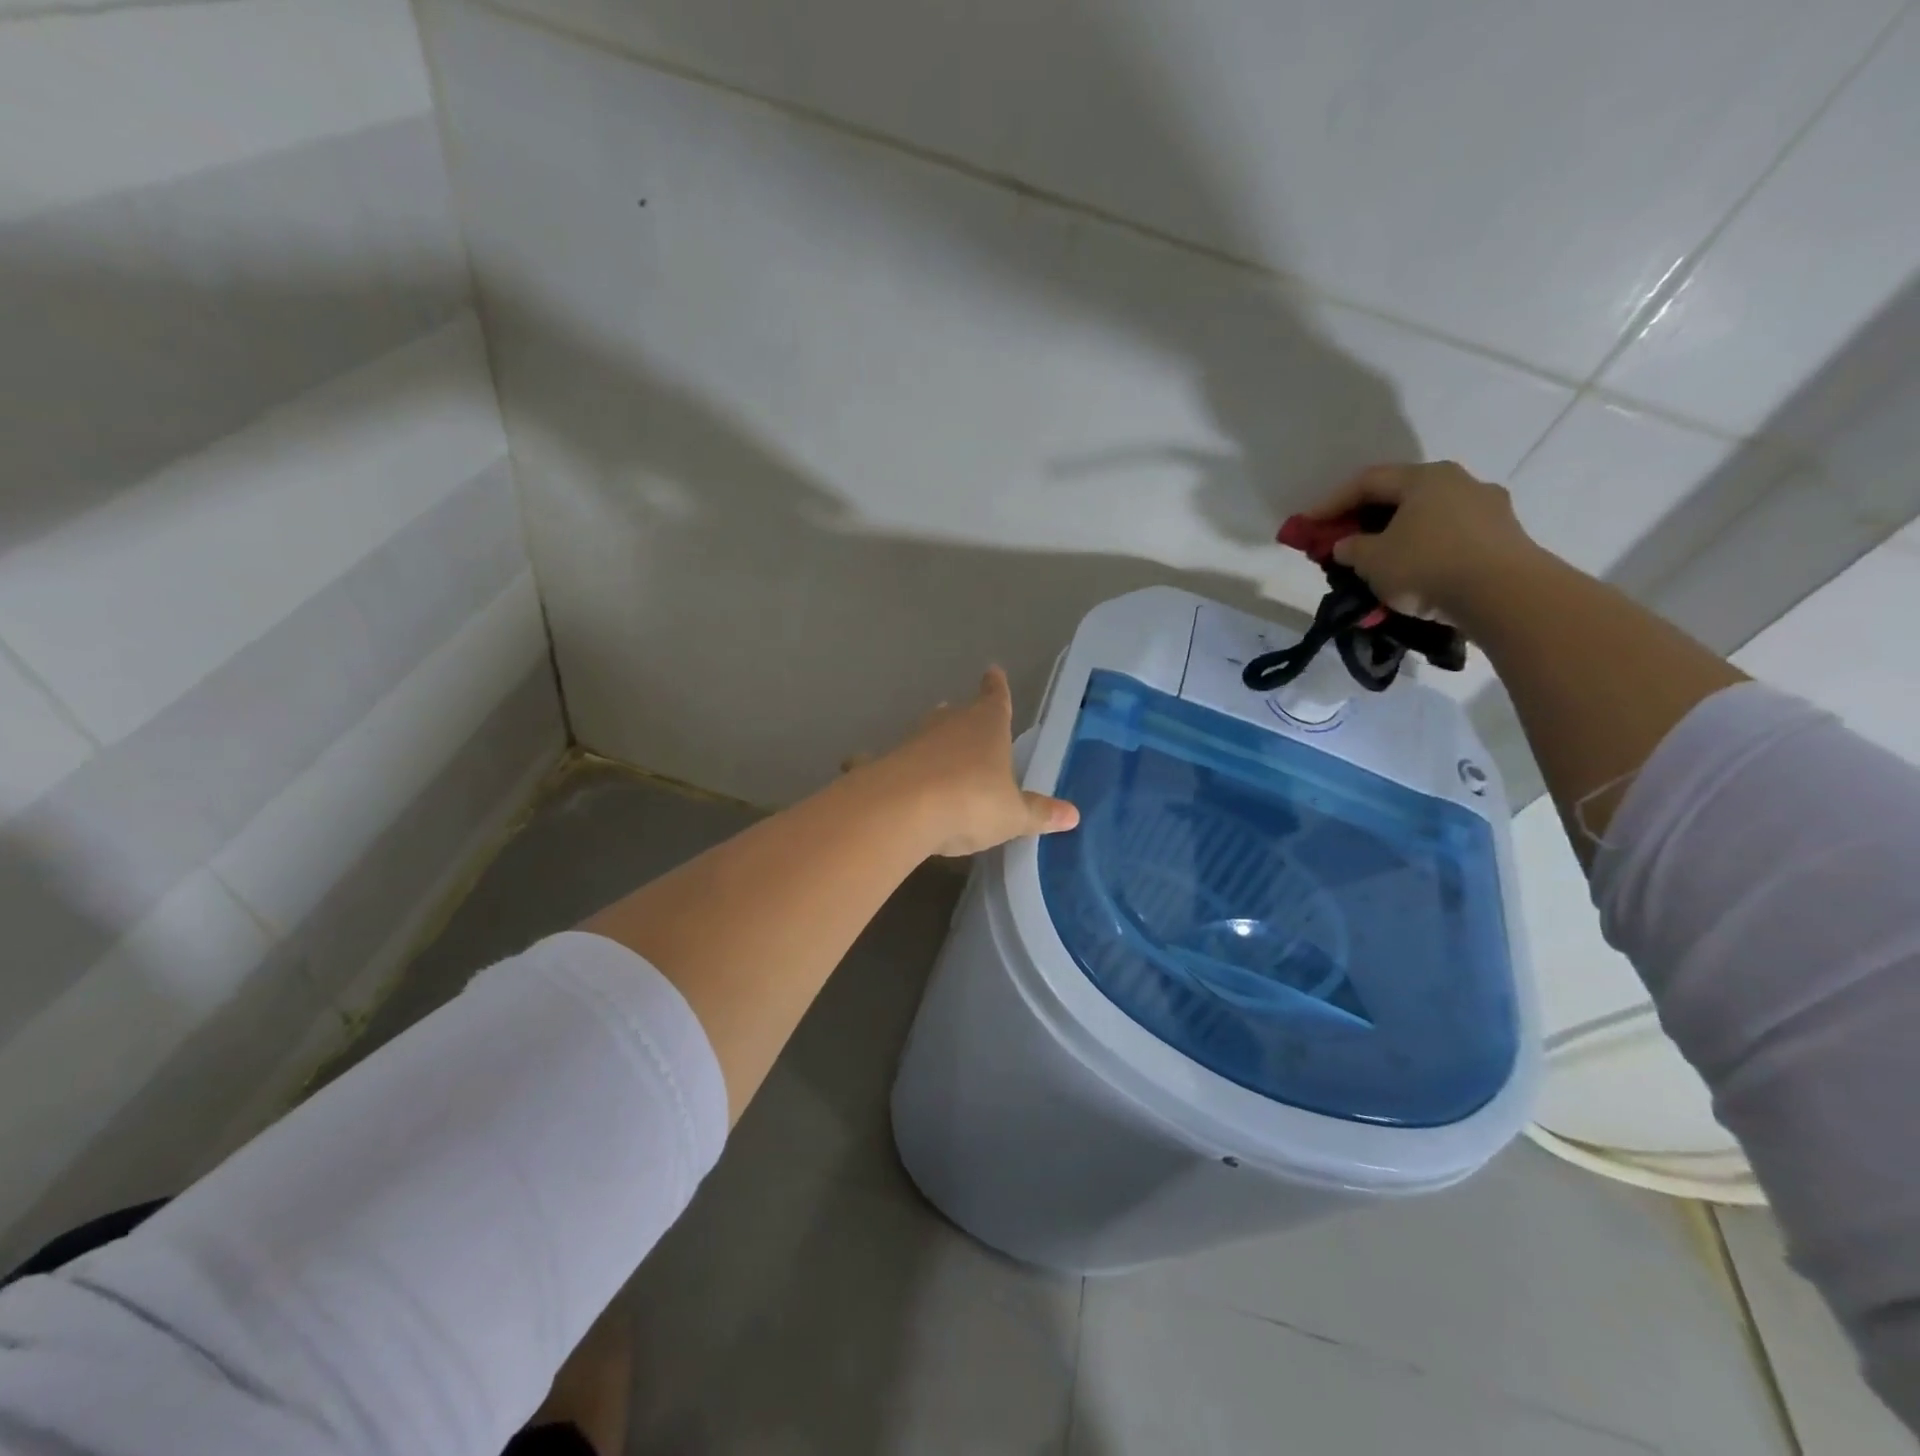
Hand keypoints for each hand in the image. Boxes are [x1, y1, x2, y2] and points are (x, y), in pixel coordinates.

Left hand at [868, 667, 1078, 857]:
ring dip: (932, 741)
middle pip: (957, 713)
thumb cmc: (972, 801)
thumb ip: (1038, 814)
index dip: (997, 687)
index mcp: (987, 726)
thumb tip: (1073, 815)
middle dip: (963, 716)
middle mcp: (949, 724)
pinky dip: (883, 765)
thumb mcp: (1012, 815)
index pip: (996, 698)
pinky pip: (887, 761)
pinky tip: (869, 770)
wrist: (903, 809)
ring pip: (926, 734)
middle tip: (966, 716)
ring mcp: (913, 741)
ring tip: (935, 749)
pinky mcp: (884, 763)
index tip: (993, 671)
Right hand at [1308, 462, 1543, 618]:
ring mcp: (1487, 509)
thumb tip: (1347, 545)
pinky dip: (1423, 552)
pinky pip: (1449, 539)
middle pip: (1400, 497)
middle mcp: (1459, 482)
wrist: (1506, 595)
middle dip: (1365, 520)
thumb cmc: (1428, 565)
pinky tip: (1411, 576)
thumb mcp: (1372, 560)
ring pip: (1427, 519)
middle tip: (1341, 542)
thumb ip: (1351, 548)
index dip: (1330, 503)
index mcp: (1425, 477)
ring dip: (1396, 538)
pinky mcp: (1503, 538)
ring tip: (1376, 564)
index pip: (1367, 482)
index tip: (1306, 525)